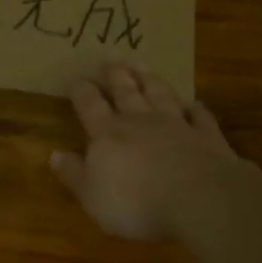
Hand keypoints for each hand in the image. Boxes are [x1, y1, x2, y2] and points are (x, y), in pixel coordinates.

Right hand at [50, 64, 238, 239]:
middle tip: (110, 59)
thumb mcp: (93, 196)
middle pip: (125, 90)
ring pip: (160, 94)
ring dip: (150, 79)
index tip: (74, 77)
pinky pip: (200, 117)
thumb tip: (53, 154)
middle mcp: (140, 120)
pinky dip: (196, 109)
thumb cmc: (137, 203)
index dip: (80, 90)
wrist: (200, 200)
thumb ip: (74, 174)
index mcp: (108, 133)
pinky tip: (195, 104)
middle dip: (115, 74)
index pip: (89, 104)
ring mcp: (176, 125)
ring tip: (142, 65)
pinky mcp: (208, 138)